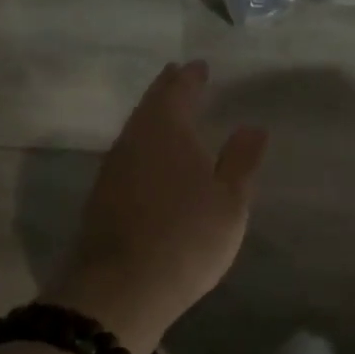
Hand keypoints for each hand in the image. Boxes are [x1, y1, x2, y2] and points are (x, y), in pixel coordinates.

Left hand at [47, 60, 268, 353]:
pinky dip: (143, 145)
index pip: (178, 91)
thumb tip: (253, 126)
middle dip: (167, 90)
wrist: (121, 287)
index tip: (198, 66)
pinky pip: (127, 154)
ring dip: (153, 117)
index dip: (190, 77)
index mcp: (167, 130)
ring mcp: (113, 169)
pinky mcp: (102, 197)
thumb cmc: (186, 238)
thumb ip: (241, 161)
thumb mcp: (229, 201)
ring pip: (136, 130)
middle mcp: (134, 141)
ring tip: (168, 113)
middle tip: (179, 77)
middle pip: (150, 106)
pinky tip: (150, 159)